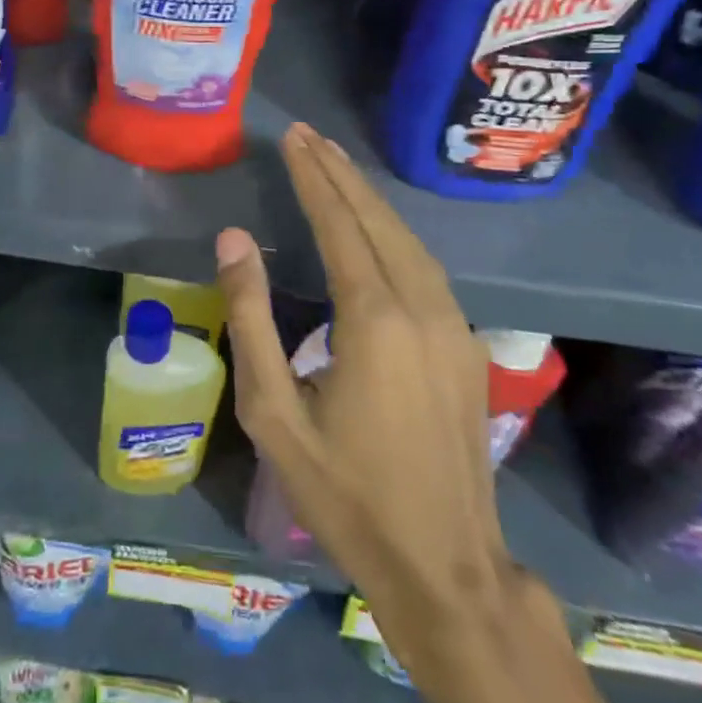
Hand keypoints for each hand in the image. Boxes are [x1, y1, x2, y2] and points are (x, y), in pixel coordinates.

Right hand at [220, 122, 511, 680]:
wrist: (446, 567)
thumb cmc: (345, 492)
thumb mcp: (273, 412)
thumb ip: (250, 318)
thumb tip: (233, 240)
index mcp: (374, 320)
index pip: (338, 224)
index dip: (312, 177)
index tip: (291, 138)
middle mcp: (422, 307)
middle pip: (377, 220)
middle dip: (339, 173)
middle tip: (308, 135)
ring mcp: (455, 325)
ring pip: (408, 239)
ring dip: (369, 198)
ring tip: (335, 164)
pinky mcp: (468, 345)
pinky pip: (426, 267)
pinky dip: (394, 231)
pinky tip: (377, 227)